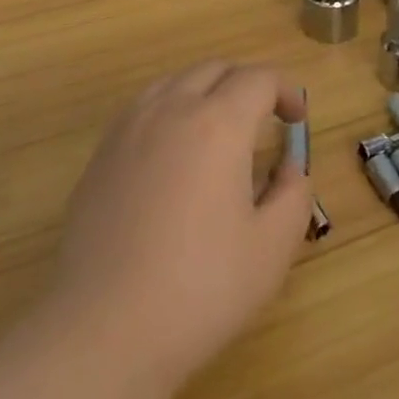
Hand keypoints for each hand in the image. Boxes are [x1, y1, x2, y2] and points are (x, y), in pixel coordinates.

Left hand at [51, 63, 311, 385]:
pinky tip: (175, 152)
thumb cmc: (199, 289)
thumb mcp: (271, 250)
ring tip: (220, 130)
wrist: (104, 329)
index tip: (297, 120)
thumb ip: (293, 196)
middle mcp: (172, 108)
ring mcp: (130, 127)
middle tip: (265, 119)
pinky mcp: (102, 152)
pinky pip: (145, 106)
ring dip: (207, 90)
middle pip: (215, 69)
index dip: (286, 90)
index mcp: (218, 123)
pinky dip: (171, 109)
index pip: (258, 79)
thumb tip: (290, 167)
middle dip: (247, 83)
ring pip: (176, 81)